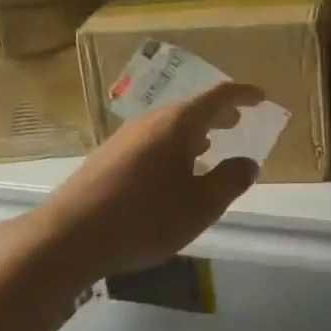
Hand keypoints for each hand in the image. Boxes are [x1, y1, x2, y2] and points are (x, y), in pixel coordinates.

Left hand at [38, 82, 262, 278]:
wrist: (70, 235)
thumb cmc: (146, 217)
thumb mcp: (201, 205)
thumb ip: (230, 181)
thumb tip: (248, 162)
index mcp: (178, 124)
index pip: (217, 97)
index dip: (242, 94)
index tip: (260, 97)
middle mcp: (150, 122)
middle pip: (190, 109)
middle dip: (217, 114)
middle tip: (237, 120)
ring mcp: (125, 138)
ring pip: (168, 126)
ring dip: (193, 132)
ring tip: (209, 146)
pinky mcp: (107, 158)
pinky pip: (151, 142)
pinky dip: (172, 146)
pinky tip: (172, 172)